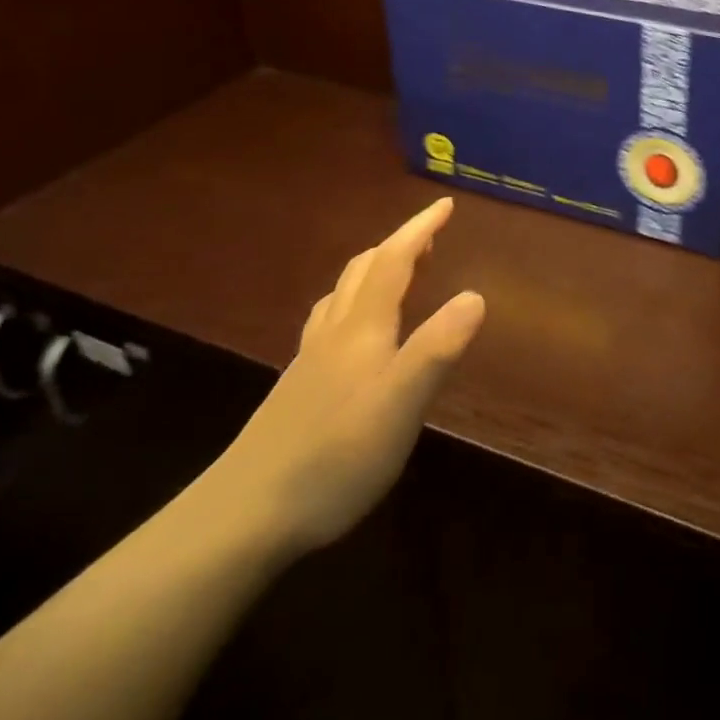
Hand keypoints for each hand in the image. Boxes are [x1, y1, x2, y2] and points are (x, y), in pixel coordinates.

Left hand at [202, 198, 484, 558]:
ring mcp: (310, 361)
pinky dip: (352, 305)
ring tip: (396, 272)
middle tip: (429, 237)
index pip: (393, 262)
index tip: (445, 205)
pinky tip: (353, 333)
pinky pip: (330, 323)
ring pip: (342, 295)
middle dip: (398, 245)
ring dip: (373, 271)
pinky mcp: (297, 390)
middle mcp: (334, 333)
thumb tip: (475, 294)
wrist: (244, 515)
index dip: (419, 229)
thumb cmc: (335, 455)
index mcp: (363, 328)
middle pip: (364, 271)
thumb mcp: (401, 404)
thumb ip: (438, 348)